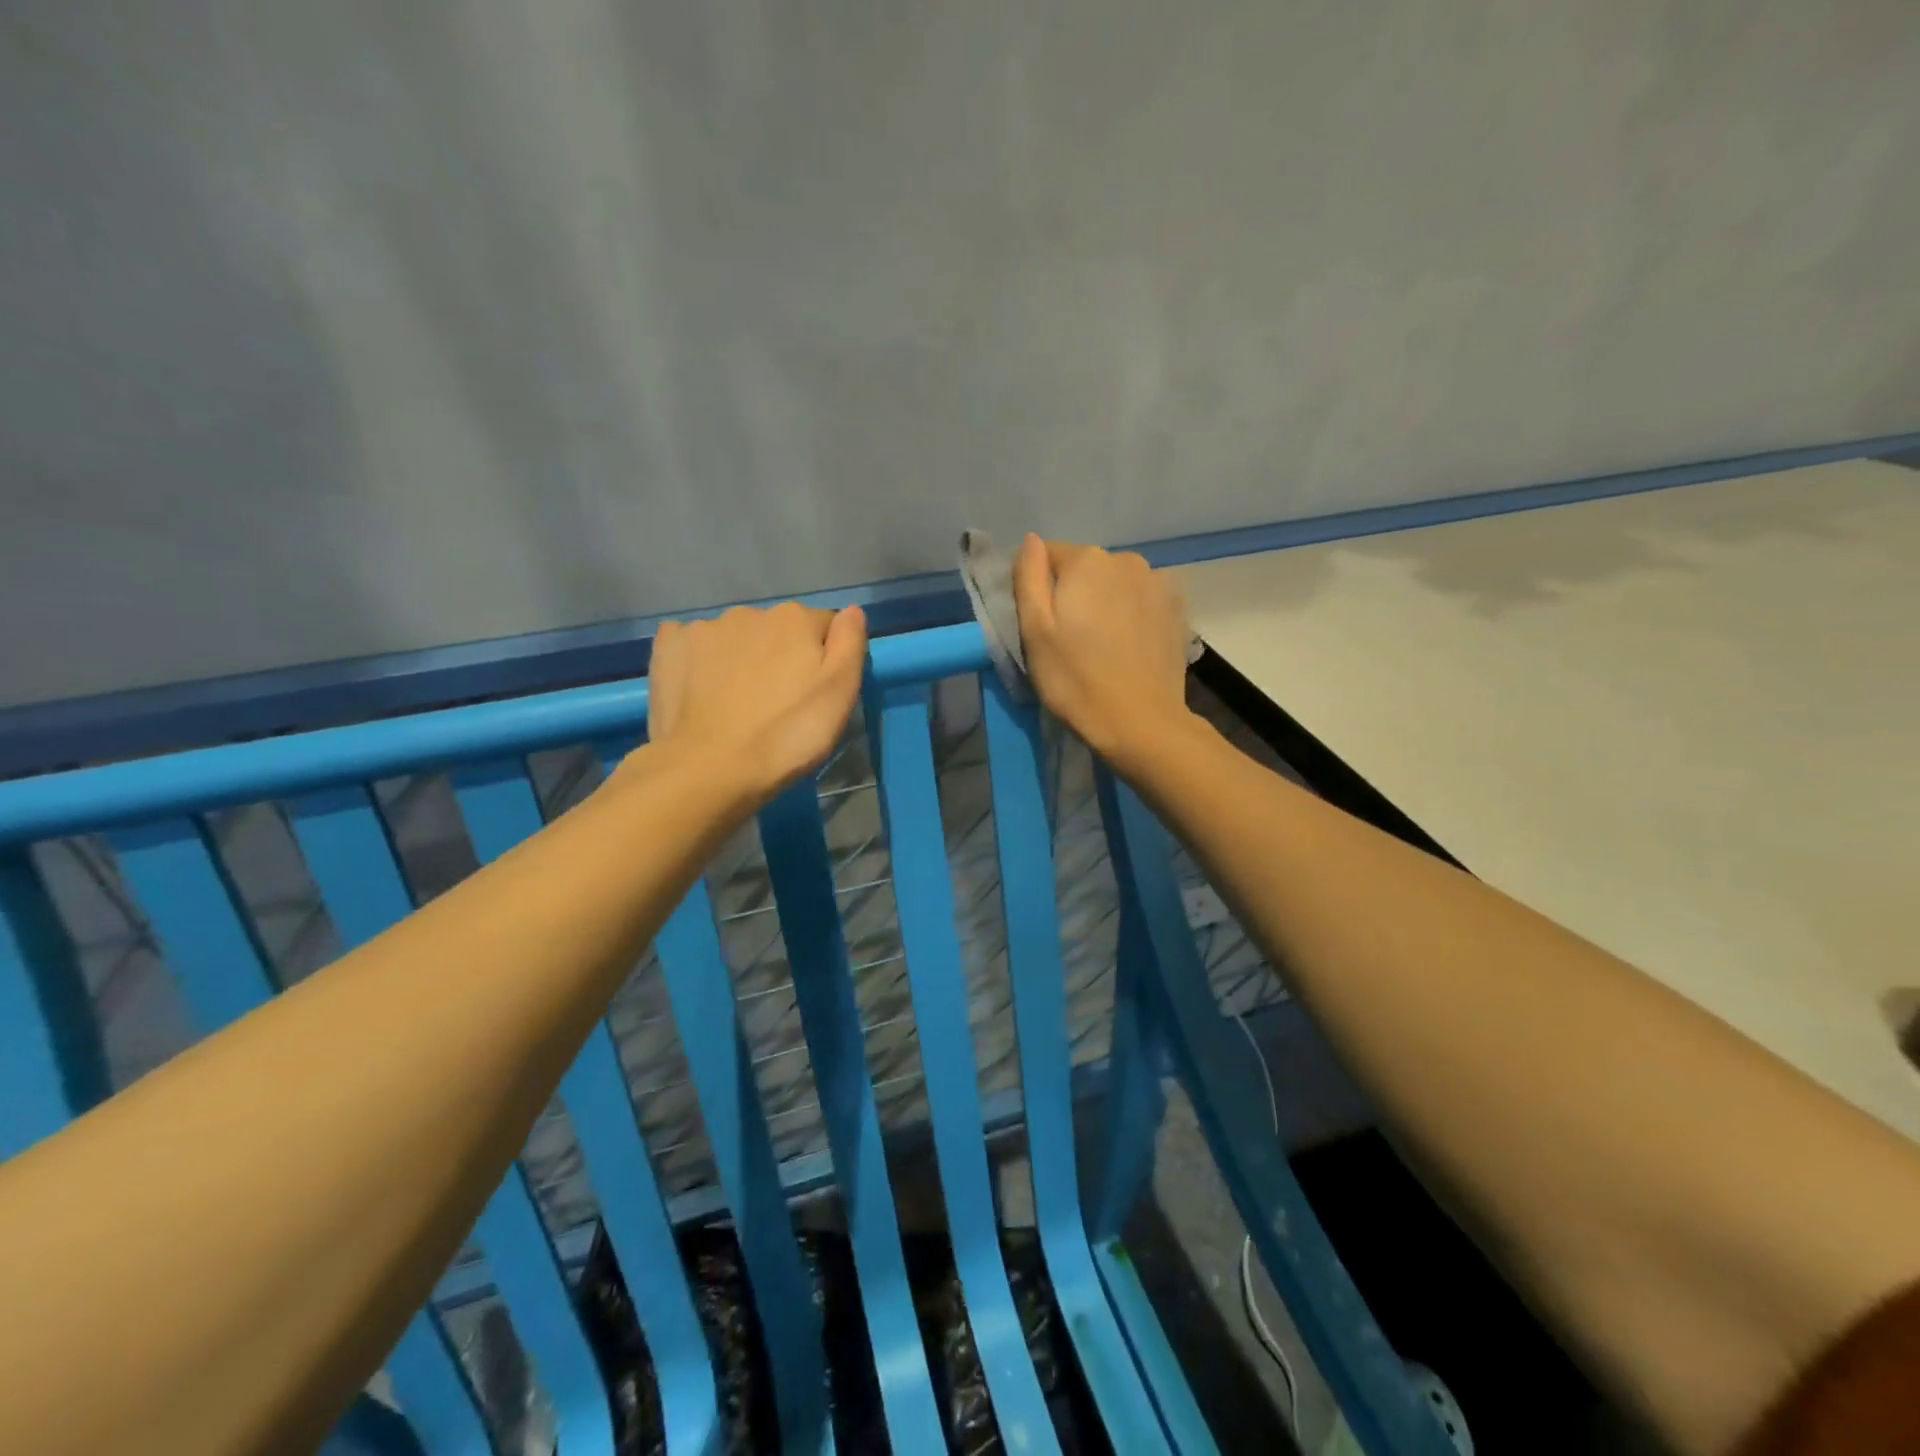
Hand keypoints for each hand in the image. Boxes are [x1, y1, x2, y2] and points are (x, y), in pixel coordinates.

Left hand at [646, 603, 867, 802]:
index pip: (823, 626)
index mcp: (796, 619)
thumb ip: (850, 644)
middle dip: (781, 656)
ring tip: (737, 703)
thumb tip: (851, 611)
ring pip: (736, 638)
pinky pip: (693, 644)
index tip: (816, 693)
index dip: (825, 658)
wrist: (709, 769)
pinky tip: (701, 690)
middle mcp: (750, 612)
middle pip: (777, 630)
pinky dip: (700, 660)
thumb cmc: (786, 735)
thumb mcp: (839, 695)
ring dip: (741, 658)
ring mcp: (704, 628)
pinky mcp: (669, 647)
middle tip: (778, 703)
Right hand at [1012, 535, 1193, 759]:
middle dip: (1075, 593)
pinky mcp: (1177, 610)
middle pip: (1086, 568)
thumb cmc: (1075, 679)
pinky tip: (1129, 646)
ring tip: (1102, 645)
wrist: (1141, 722)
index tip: (1041, 624)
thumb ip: (1028, 577)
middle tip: (1069, 639)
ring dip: (1106, 603)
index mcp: (1087, 560)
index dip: (1038, 586)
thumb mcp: (1035, 631)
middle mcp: (1127, 560)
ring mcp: (1158, 583)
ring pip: (1116, 584)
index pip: (1048, 555)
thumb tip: (1031, 540)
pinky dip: (1132, 615)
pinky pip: (1142, 601)